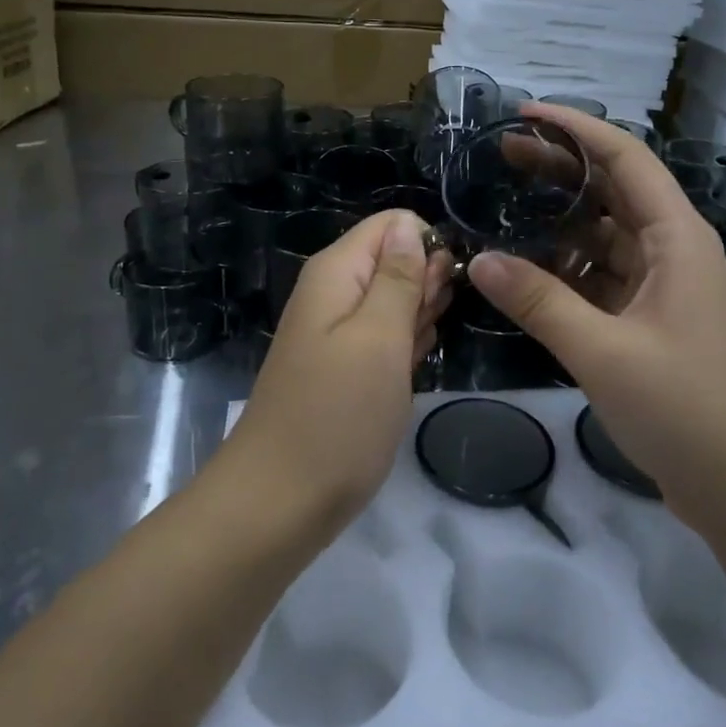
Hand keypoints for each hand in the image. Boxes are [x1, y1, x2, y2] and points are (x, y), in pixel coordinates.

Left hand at [232, 210, 451, 521]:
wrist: (280, 501)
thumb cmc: (337, 416)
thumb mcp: (379, 339)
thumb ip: (399, 279)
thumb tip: (410, 228)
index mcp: (336, 272)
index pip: (392, 225)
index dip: (427, 246)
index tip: (444, 287)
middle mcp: (334, 292)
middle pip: (394, 259)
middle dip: (426, 285)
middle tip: (428, 328)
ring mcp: (338, 332)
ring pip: (394, 301)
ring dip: (418, 320)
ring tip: (418, 353)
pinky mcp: (345, 367)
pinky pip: (385, 338)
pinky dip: (404, 349)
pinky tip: (412, 369)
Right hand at [465, 104, 725, 521]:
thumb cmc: (686, 408)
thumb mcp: (604, 352)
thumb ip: (539, 302)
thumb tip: (480, 260)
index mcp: (676, 237)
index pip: (625, 158)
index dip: (576, 129)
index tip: (525, 114)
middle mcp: (672, 249)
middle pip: (612, 190)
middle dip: (560, 168)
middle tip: (501, 154)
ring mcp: (661, 286)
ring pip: (604, 235)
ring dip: (559, 220)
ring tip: (503, 207)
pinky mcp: (649, 320)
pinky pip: (601, 276)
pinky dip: (565, 268)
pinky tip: (525, 270)